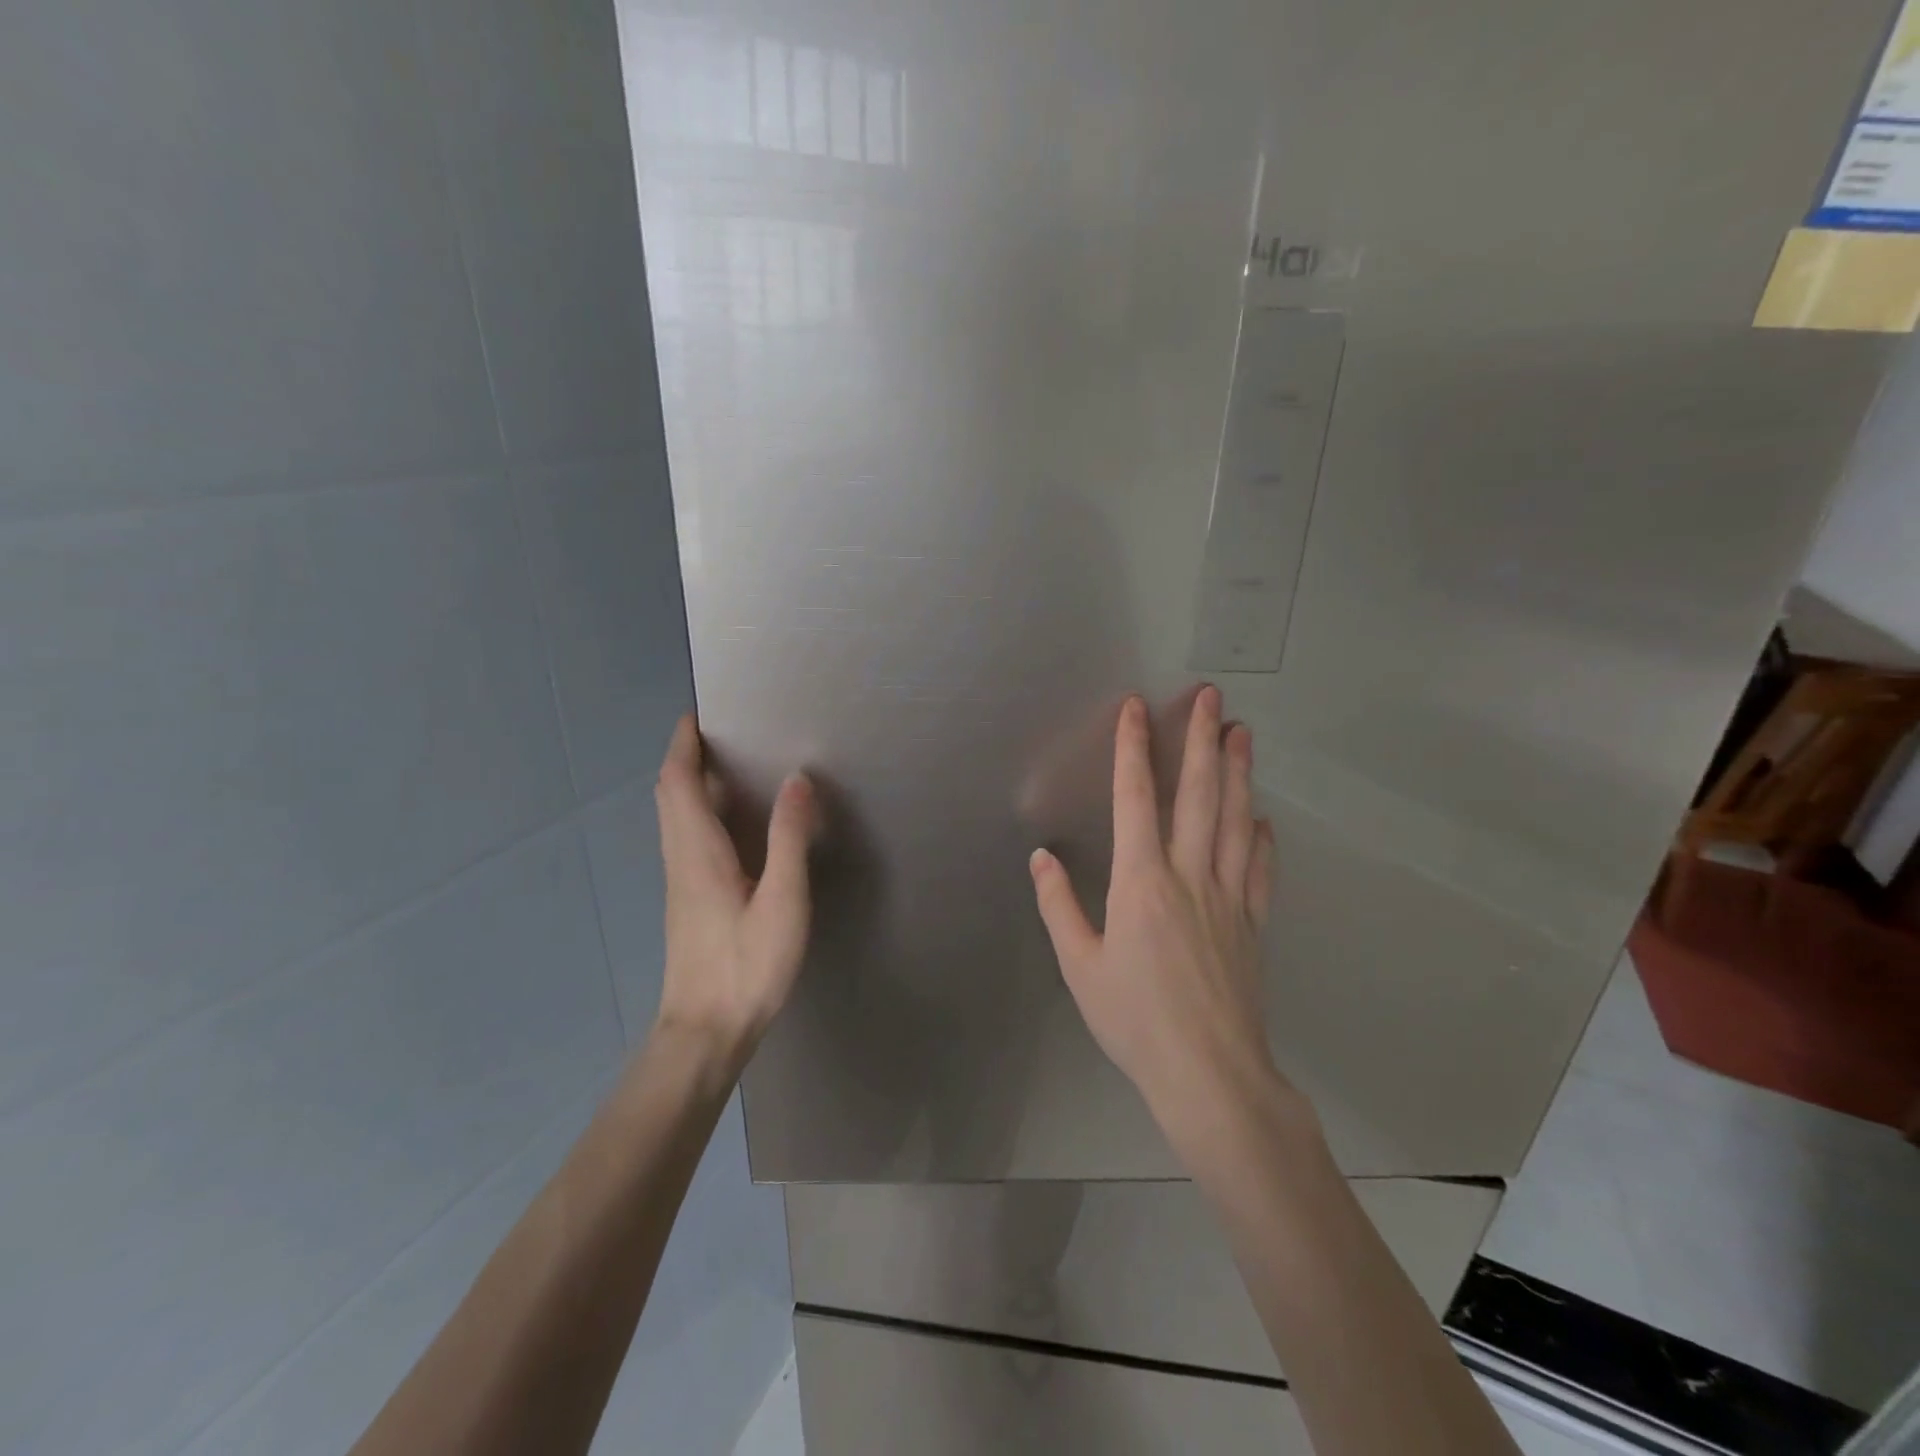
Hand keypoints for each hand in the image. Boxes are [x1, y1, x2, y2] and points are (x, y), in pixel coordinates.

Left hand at [652, 714, 816, 1065]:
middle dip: (685, 758)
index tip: (696, 716)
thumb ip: (788, 839)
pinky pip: (685, 837)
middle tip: (719, 734)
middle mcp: (680, 858)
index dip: (682, 746)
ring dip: (690, 783)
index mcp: (698, 851)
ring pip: (674, 817)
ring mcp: (680, 882)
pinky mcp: (687, 900)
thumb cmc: (746, 966)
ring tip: (728, 766)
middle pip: (670, 795)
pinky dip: (698, 811)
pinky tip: (731, 823)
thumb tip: (796, 779)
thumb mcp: (781, 901)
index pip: (678, 783)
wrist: (706, 1031)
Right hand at [1029, 688, 1280, 1145]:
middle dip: (1201, 741)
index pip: (1135, 799)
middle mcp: (1188, 876)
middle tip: (1212, 697)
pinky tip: (1264, 819)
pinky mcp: (1253, 924)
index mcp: (1141, 882)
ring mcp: (1228, 898)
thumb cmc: (1134, 1019)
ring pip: (1237, 822)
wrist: (1209, 1074)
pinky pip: (1260, 871)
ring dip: (1239, 774)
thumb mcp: (1079, 965)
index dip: (1134, 749)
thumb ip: (1058, 905)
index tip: (1136, 708)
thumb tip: (1041, 856)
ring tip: (1242, 734)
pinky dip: (1263, 840)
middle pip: (1199, 796)